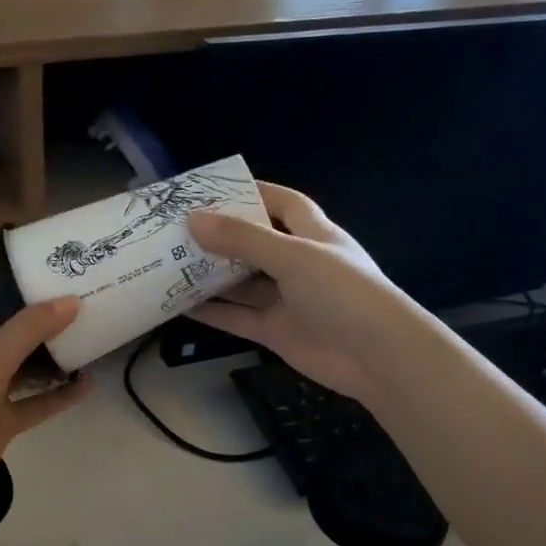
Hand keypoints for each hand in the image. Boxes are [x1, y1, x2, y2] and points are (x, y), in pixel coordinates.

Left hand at [0, 280, 89, 513]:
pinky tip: (88, 383)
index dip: (7, 275)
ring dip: (53, 354)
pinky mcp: (3, 421)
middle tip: (80, 293)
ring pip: (27, 366)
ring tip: (90, 333)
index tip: (43, 258)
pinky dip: (60, 395)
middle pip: (10, 328)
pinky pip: (37, 403)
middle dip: (40, 314)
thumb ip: (29, 329)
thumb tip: (72, 300)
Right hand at [187, 182, 414, 406]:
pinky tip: (182, 307)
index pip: (284, 204)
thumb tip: (193, 221)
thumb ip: (242, 240)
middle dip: (221, 237)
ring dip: (211, 276)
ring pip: (242, 284)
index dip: (254, 193)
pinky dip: (214, 313)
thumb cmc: (342, 292)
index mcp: (314, 235)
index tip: (214, 189)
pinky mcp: (277, 332)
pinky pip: (239, 318)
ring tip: (170, 265)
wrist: (376, 356)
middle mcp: (299, 265)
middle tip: (178, 230)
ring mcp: (287, 300)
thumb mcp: (292, 256)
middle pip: (255, 244)